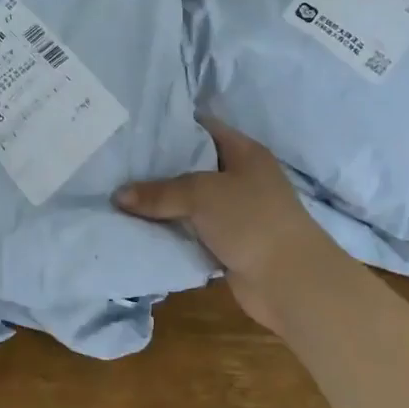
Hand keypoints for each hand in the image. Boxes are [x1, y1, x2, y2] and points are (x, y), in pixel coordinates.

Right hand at [114, 118, 337, 332]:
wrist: (291, 282)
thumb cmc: (252, 220)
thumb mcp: (201, 194)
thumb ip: (159, 192)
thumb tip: (117, 196)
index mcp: (244, 152)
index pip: (203, 127)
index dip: (171, 125)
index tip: (135, 128)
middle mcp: (241, 177)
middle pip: (193, 165)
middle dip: (159, 166)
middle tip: (119, 162)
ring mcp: (236, 212)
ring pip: (191, 201)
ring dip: (163, 203)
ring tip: (120, 193)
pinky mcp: (229, 243)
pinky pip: (193, 230)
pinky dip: (172, 230)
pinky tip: (139, 226)